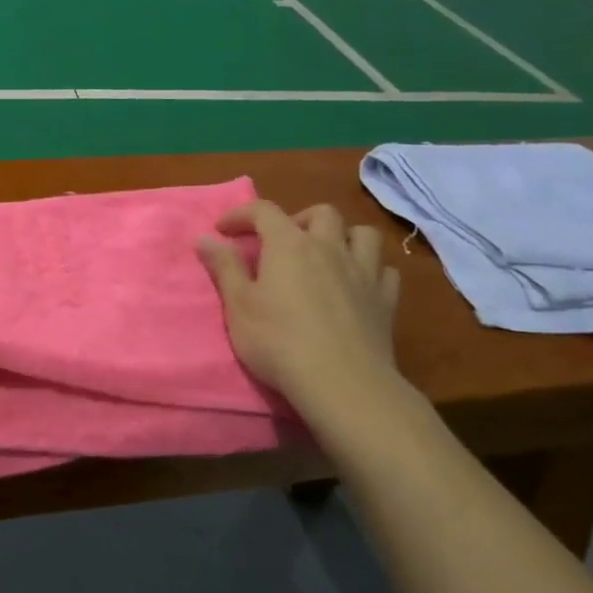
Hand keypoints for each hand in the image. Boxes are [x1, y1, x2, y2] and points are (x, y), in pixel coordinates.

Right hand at [197, 201, 405, 430]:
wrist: (342, 382)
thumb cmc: (279, 341)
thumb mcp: (238, 305)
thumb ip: (224, 268)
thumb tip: (206, 238)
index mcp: (289, 245)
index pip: (263, 211)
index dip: (241, 215)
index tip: (223, 231)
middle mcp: (329, 247)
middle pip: (322, 213)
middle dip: (298, 218)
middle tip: (282, 242)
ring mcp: (364, 272)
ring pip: (363, 234)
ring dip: (344, 237)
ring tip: (327, 255)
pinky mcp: (386, 300)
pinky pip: (385, 270)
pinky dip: (371, 269)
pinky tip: (358, 284)